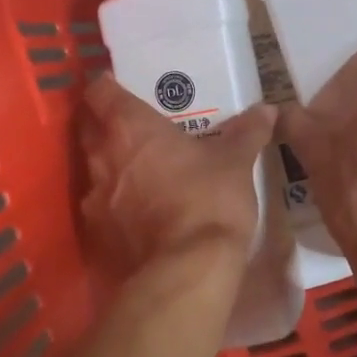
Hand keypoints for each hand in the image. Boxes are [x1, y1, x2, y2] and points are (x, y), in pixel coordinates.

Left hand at [80, 74, 275, 276]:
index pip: (100, 93)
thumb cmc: (208, 200)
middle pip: (88, 128)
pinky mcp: (96, 235)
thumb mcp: (236, 162)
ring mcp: (94, 198)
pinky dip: (115, 204)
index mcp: (130, 127)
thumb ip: (247, 132)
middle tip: (132, 125)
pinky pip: (100, 208)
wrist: (185, 271)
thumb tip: (267, 109)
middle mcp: (103, 156)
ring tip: (137, 170)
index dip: (106, 86)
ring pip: (93, 169)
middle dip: (104, 123)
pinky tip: (137, 212)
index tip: (117, 84)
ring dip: (110, 166)